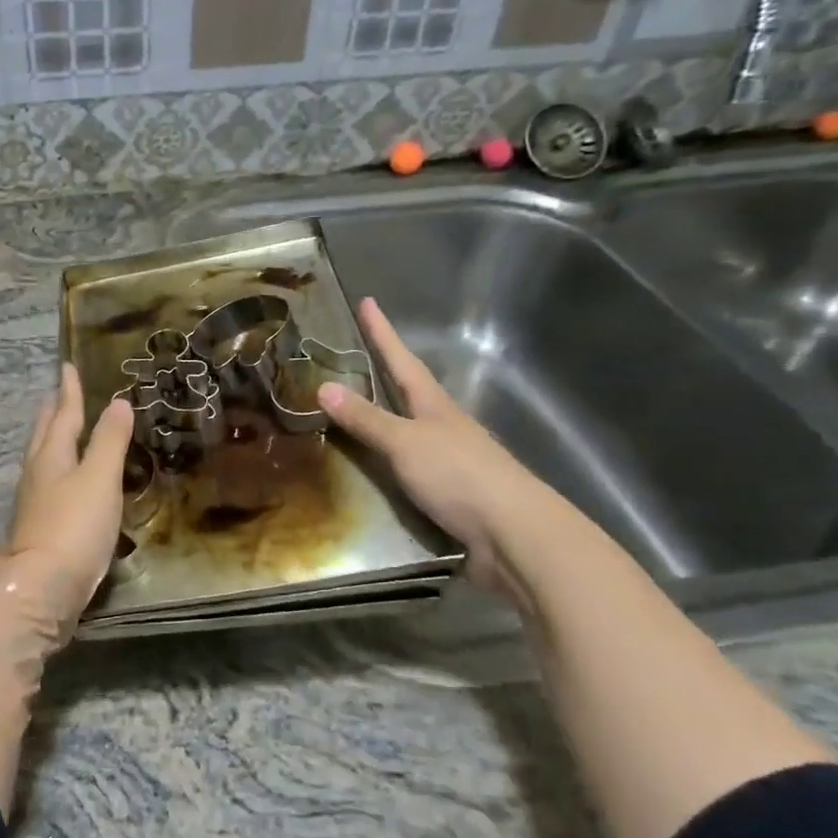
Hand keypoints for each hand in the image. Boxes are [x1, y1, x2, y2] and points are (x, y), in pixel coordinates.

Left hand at [0, 363, 134, 640]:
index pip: (63, 414)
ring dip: (51, 438)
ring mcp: (33, 501)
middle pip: (44, 433)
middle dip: (53, 411)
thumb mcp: (101, 478)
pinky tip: (63, 480)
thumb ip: (110, 440)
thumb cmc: (75, 527)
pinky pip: (46, 482)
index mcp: (52, 456)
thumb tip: (118, 402)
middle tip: (58, 393)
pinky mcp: (38, 526)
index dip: (69, 390)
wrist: (43, 588)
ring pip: (42, 457)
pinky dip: (57, 468)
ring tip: (60, 430)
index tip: (67, 366)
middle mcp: (37, 473)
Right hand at [316, 298, 552, 606]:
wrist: (514, 536)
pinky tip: (373, 469)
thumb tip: (322, 385)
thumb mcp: (405, 442)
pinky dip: (387, 461)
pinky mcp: (450, 493)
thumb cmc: (459, 475)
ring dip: (384, 419)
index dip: (382, 332)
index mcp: (434, 405)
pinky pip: (408, 467)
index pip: (401, 360)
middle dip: (383, 373)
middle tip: (354, 357)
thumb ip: (366, 418)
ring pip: (410, 430)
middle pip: (409, 391)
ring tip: (353, 412)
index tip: (367, 302)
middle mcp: (443, 426)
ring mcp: (450, 459)